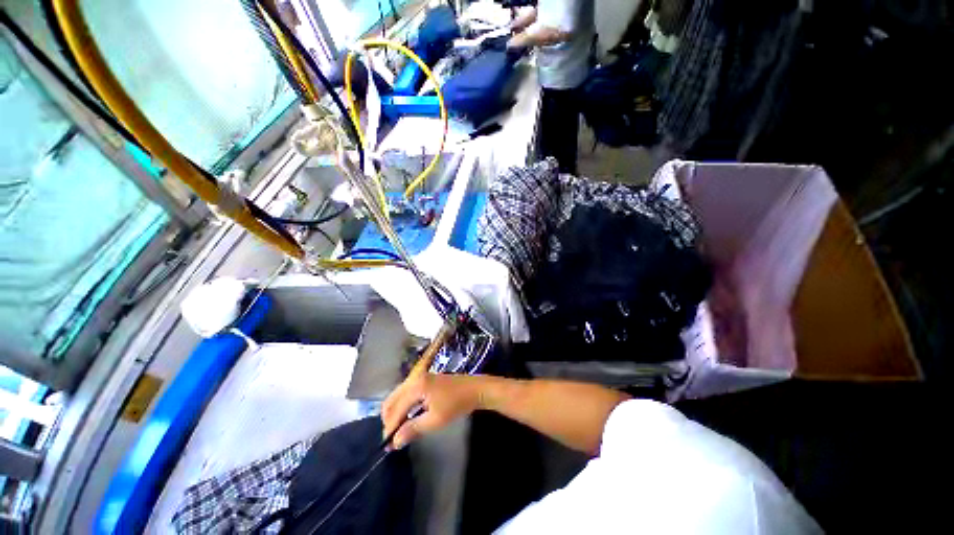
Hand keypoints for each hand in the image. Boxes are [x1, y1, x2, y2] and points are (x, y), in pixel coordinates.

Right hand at [382, 373, 481, 448]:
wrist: (475, 389)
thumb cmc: (457, 404)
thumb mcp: (435, 420)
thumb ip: (413, 429)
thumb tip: (394, 442)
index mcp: (416, 386)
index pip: (395, 409)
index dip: (389, 428)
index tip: (386, 446)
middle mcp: (414, 379)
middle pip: (392, 399)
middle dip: (389, 419)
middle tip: (391, 439)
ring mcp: (419, 377)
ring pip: (398, 395)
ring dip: (395, 412)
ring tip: (397, 431)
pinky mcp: (424, 379)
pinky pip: (406, 393)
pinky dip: (402, 405)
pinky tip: (406, 418)